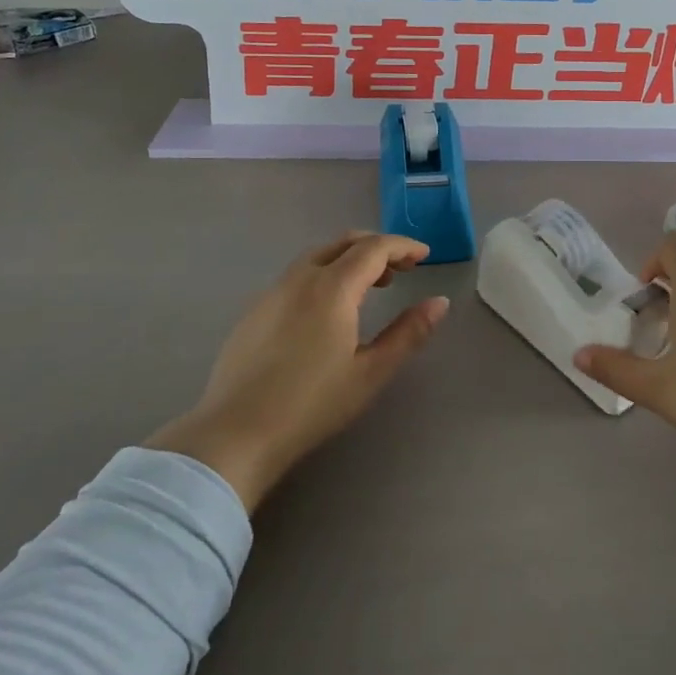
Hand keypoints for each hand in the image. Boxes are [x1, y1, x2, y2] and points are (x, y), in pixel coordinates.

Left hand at [145, 232, 448, 511]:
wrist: (236, 433)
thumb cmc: (312, 404)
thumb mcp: (371, 372)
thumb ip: (408, 333)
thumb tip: (439, 303)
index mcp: (332, 287)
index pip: (374, 248)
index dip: (403, 246)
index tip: (425, 255)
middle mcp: (300, 278)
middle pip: (344, 242)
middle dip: (377, 247)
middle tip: (402, 268)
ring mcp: (272, 291)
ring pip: (318, 256)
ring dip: (349, 258)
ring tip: (371, 286)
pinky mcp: (255, 310)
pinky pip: (298, 274)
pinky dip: (324, 273)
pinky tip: (329, 309)